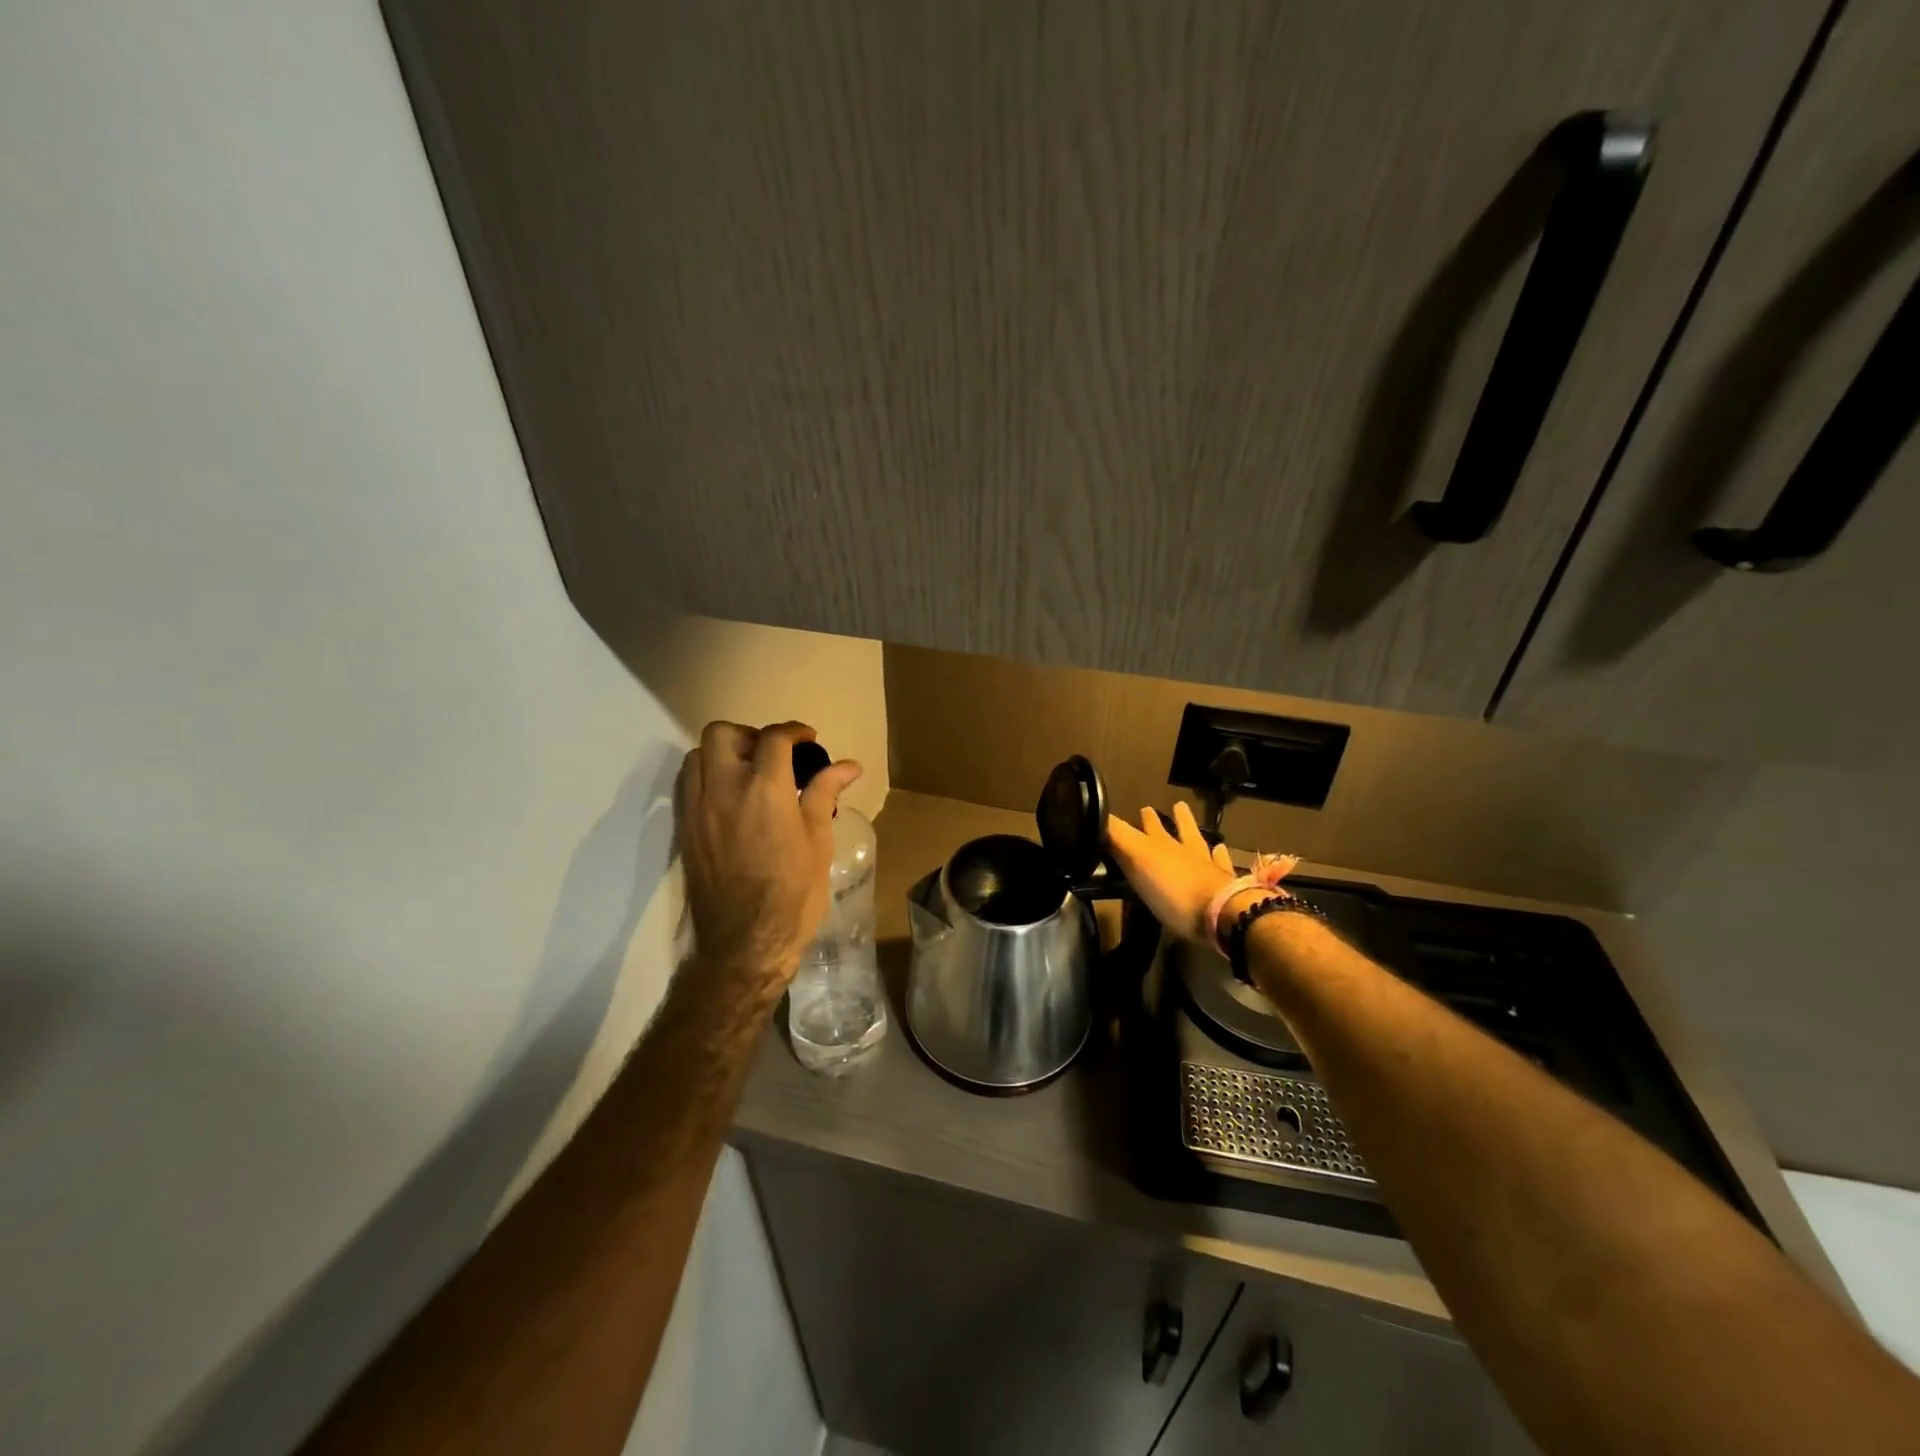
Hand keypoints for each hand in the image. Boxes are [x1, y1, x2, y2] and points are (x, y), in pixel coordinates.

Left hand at [675, 721, 862, 997]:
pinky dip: (706, 777)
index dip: (794, 731)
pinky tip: (729, 798)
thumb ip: (825, 793)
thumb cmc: (793, 893)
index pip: (774, 738)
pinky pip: (687, 784)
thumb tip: (849, 765)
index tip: (809, 740)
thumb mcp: (818, 841)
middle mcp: (724, 789)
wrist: (745, 942)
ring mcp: (697, 809)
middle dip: (750, 735)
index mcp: (765, 789)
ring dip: (723, 754)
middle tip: (773, 756)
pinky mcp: (684, 829)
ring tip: (748, 774)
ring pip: (697, 755)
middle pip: (723, 733)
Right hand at [1105, 801, 1237, 945]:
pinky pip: (1222, 867)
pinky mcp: (1225, 889)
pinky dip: (1221, 858)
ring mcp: (1209, 869)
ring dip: (1199, 836)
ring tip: (1199, 826)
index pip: (1148, 827)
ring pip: (1203, 846)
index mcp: (1162, 845)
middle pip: (1180, 832)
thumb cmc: (1173, 889)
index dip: (1144, 819)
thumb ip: (1116, 835)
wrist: (1221, 915)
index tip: (1143, 808)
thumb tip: (1094, 810)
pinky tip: (1223, 852)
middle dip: (1175, 820)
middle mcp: (1187, 852)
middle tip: (1176, 806)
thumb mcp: (1136, 858)